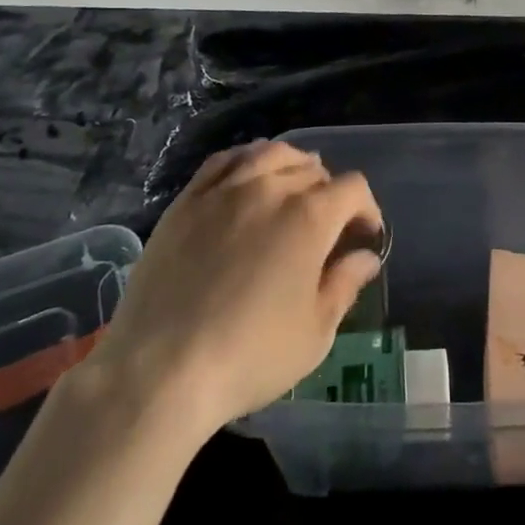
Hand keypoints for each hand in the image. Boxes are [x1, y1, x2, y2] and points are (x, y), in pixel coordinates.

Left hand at [84, 140, 384, 438]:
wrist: (158, 371)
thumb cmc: (248, 356)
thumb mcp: (314, 333)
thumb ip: (345, 285)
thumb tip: (366, 257)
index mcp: (311, 216)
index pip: (353, 189)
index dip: (366, 209)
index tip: (365, 236)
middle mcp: (271, 188)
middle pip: (313, 169)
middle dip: (330, 193)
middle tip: (327, 226)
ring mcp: (225, 189)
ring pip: (271, 153)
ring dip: (292, 166)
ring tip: (292, 188)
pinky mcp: (188, 200)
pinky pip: (225, 160)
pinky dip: (246, 160)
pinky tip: (248, 176)